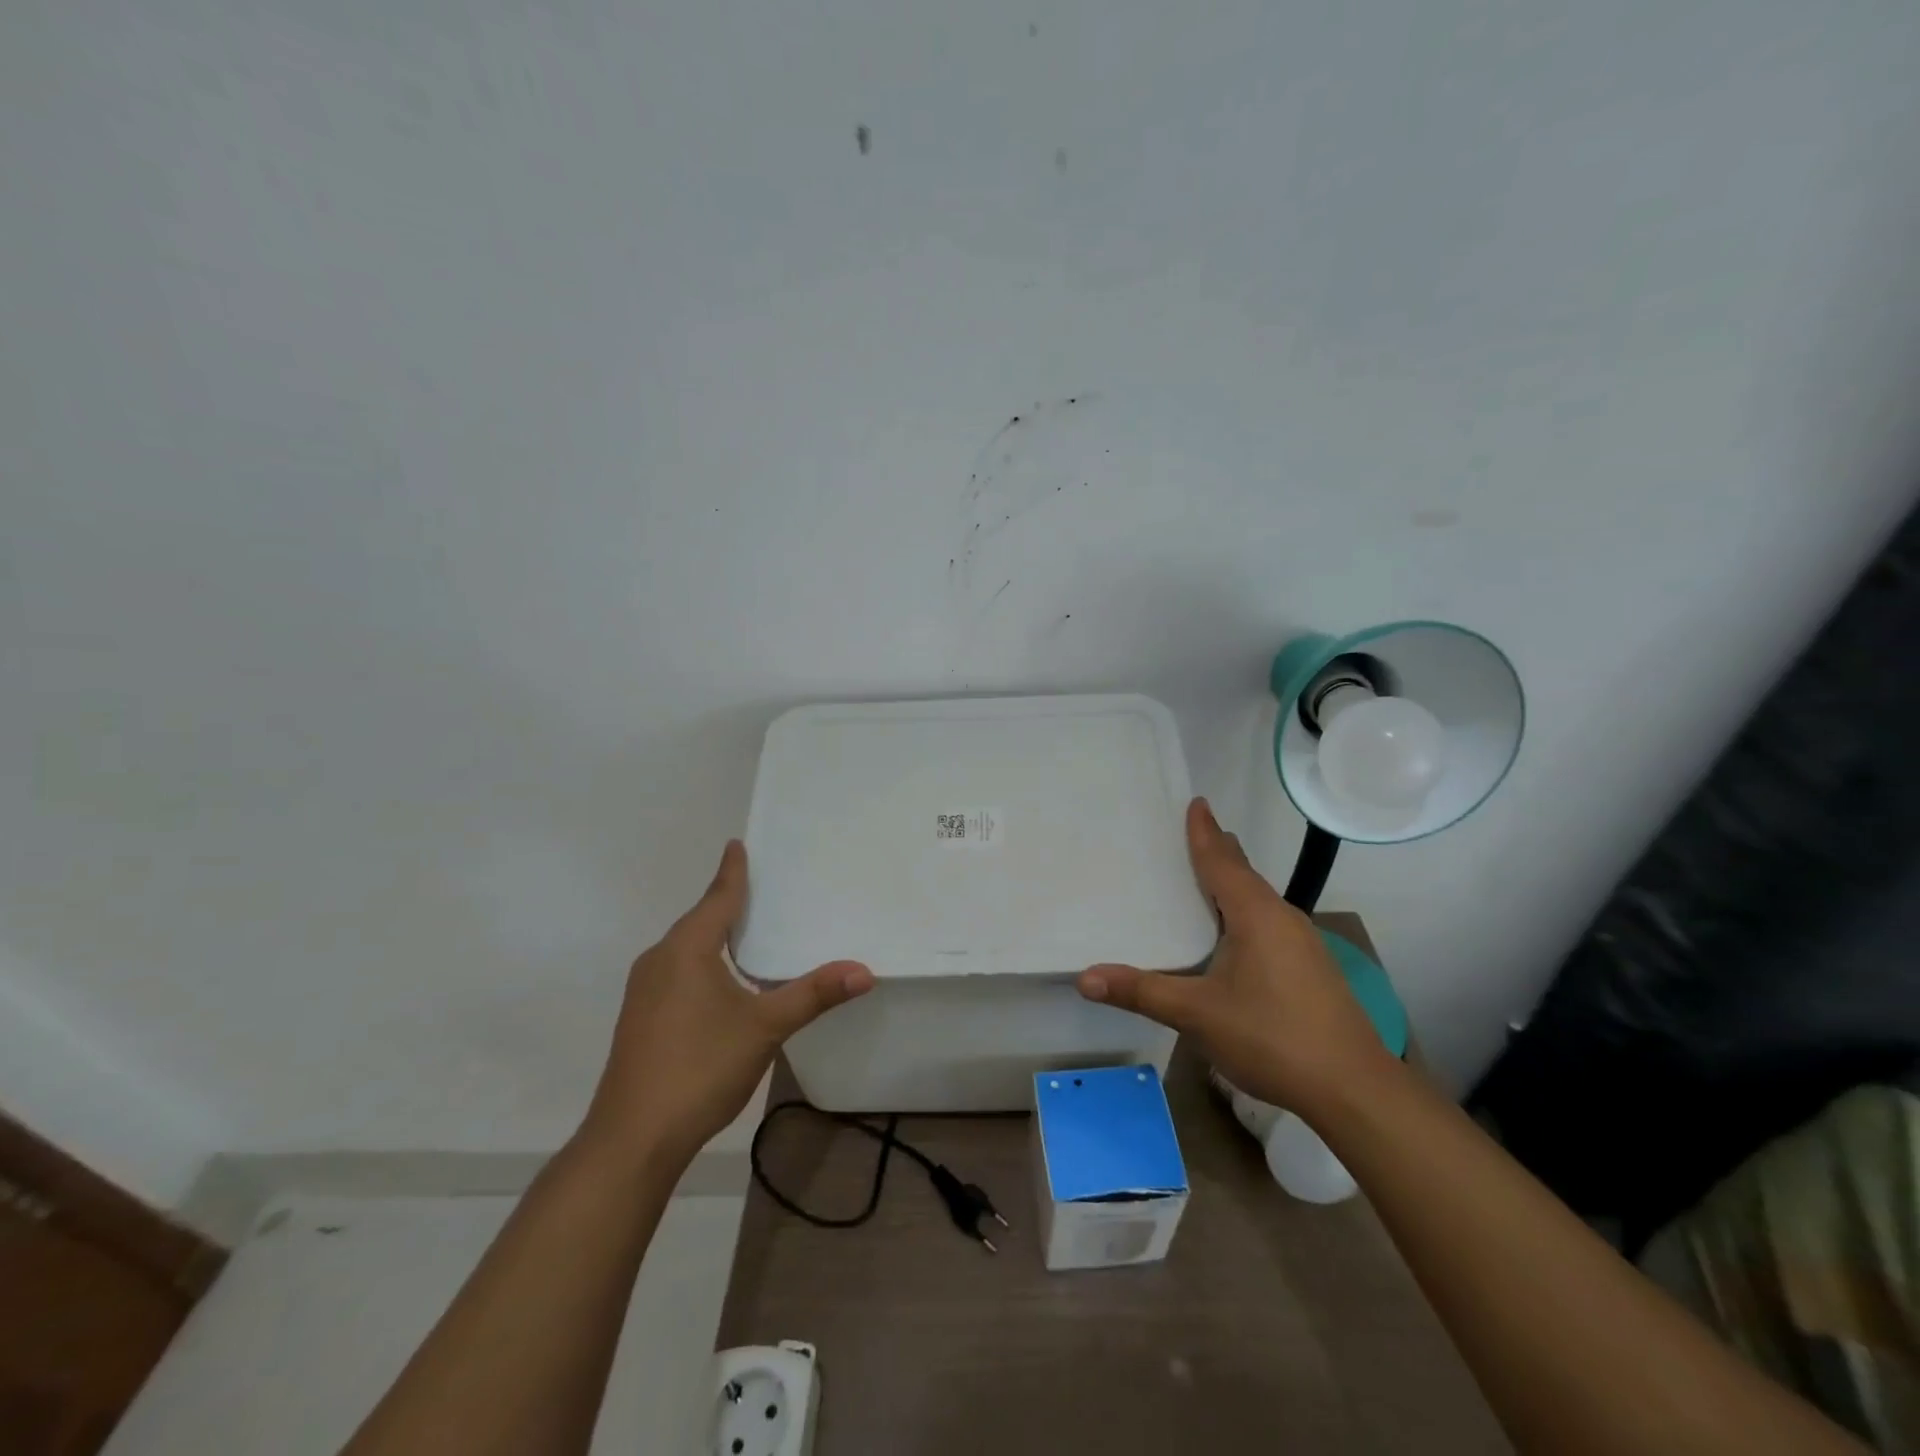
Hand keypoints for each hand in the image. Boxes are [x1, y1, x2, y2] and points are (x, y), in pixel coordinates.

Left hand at [581, 841, 873, 1168]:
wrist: (632, 1140)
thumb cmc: (700, 1068)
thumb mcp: (765, 1027)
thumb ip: (813, 994)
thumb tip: (864, 971)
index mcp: (686, 949)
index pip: (717, 898)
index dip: (732, 871)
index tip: (737, 844)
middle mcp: (660, 960)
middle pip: (700, 919)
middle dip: (728, 901)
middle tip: (762, 886)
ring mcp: (644, 991)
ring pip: (687, 948)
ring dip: (715, 934)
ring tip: (749, 929)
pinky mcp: (641, 1018)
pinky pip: (678, 971)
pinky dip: (704, 962)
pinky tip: (723, 981)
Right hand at [1076, 798, 1392, 1118]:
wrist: (1355, 1089)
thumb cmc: (1272, 1037)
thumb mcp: (1197, 1015)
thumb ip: (1141, 992)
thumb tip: (1084, 978)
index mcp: (1255, 914)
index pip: (1222, 860)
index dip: (1204, 831)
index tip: (1196, 802)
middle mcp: (1282, 917)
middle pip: (1244, 873)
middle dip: (1218, 851)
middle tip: (1191, 832)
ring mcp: (1303, 943)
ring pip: (1259, 899)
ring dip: (1233, 883)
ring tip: (1206, 876)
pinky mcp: (1312, 968)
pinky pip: (1270, 922)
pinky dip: (1245, 911)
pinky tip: (1235, 934)